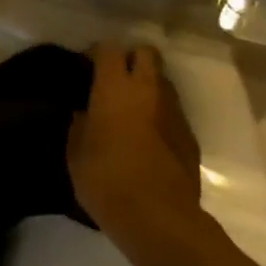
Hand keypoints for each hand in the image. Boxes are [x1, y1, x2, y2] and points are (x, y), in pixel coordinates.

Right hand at [67, 41, 203, 231]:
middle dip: (129, 59)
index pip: (109, 49)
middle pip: (145, 53)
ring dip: (146, 86)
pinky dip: (158, 114)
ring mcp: (174, 111)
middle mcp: (148, 90)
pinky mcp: (189, 134)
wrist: (158, 216)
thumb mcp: (76, 154)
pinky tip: (146, 137)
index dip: (96, 53)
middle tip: (112, 80)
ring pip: (161, 81)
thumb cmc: (106, 181)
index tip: (84, 67)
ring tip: (129, 109)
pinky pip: (171, 111)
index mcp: (115, 89)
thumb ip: (79, 125)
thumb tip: (84, 113)